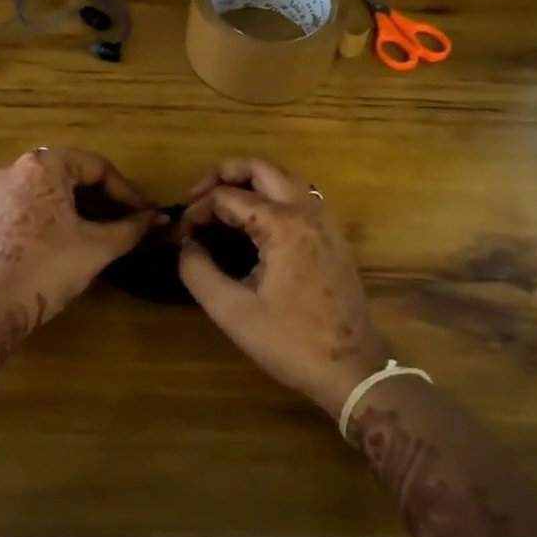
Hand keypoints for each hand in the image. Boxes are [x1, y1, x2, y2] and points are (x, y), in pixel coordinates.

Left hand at [0, 147, 156, 386]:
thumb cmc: (48, 267)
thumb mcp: (98, 246)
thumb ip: (131, 228)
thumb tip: (160, 219)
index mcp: (44, 165)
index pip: (97, 166)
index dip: (127, 191)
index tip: (146, 215)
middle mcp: (18, 168)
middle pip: (74, 174)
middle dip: (105, 198)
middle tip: (129, 222)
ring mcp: (1, 191)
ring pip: (54, 189)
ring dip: (84, 207)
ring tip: (107, 232)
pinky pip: (35, 203)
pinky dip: (59, 214)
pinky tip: (75, 238)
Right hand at [179, 158, 386, 417]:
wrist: (353, 369)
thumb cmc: (290, 341)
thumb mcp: (232, 311)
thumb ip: (198, 271)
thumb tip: (185, 245)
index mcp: (283, 224)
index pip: (228, 197)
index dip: (199, 209)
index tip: (183, 232)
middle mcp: (307, 210)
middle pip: (261, 167)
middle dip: (224, 173)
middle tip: (198, 196)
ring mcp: (325, 220)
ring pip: (283, 178)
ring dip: (249, 182)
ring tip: (221, 204)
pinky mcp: (333, 235)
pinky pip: (298, 196)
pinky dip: (270, 195)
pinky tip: (253, 222)